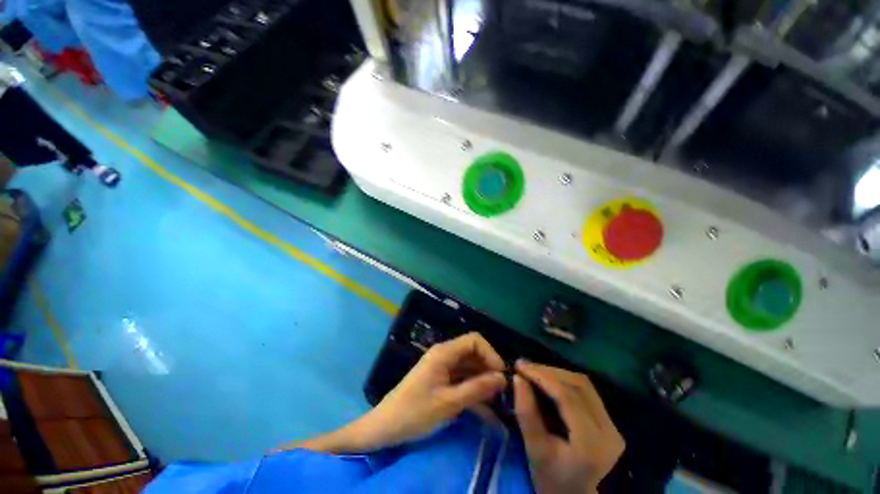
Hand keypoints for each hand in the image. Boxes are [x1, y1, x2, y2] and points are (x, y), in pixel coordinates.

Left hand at [367, 332, 506, 445]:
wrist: (385, 427)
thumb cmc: (414, 413)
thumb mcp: (449, 403)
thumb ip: (477, 388)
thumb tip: (503, 378)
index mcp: (444, 352)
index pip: (474, 340)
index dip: (491, 354)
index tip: (502, 376)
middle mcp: (444, 355)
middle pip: (473, 353)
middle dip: (489, 369)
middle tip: (503, 393)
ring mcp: (442, 367)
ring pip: (469, 367)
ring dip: (483, 381)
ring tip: (499, 403)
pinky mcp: (440, 380)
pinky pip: (462, 379)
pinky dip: (474, 390)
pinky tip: (486, 408)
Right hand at [514, 361, 624, 493]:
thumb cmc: (552, 480)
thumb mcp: (534, 449)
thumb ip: (526, 413)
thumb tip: (518, 378)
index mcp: (591, 442)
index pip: (567, 396)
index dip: (542, 376)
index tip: (519, 366)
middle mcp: (609, 431)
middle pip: (578, 385)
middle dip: (548, 372)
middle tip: (524, 367)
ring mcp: (613, 426)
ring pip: (584, 384)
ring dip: (556, 374)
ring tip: (533, 372)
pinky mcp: (610, 423)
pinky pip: (586, 392)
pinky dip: (565, 382)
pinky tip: (548, 381)